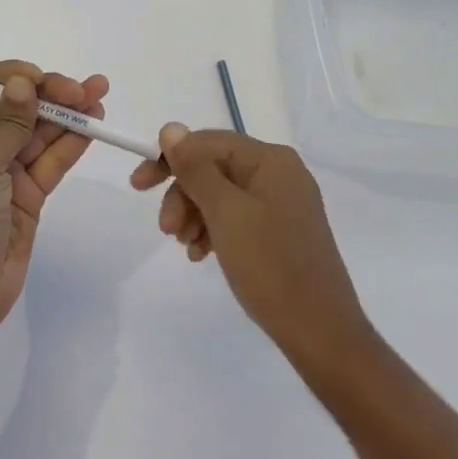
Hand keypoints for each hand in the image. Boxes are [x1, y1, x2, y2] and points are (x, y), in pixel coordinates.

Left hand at [0, 61, 108, 358]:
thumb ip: (7, 124)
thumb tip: (22, 82)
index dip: (15, 78)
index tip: (46, 80)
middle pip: (17, 108)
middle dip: (51, 94)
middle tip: (87, 90)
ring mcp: (4, 173)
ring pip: (39, 133)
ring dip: (68, 116)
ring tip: (100, 98)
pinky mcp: (27, 196)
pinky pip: (51, 162)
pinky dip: (71, 144)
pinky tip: (93, 127)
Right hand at [130, 125, 373, 382]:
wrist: (319, 331)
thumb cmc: (270, 265)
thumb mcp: (225, 212)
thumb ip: (195, 168)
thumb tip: (170, 128)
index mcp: (271, 160)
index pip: (208, 142)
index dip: (169, 159)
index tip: (138, 186)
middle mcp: (278, 173)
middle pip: (213, 168)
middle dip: (183, 194)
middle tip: (165, 228)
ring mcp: (281, 203)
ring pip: (220, 194)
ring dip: (194, 214)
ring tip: (184, 246)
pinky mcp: (279, 231)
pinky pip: (235, 217)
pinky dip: (212, 230)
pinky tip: (200, 254)